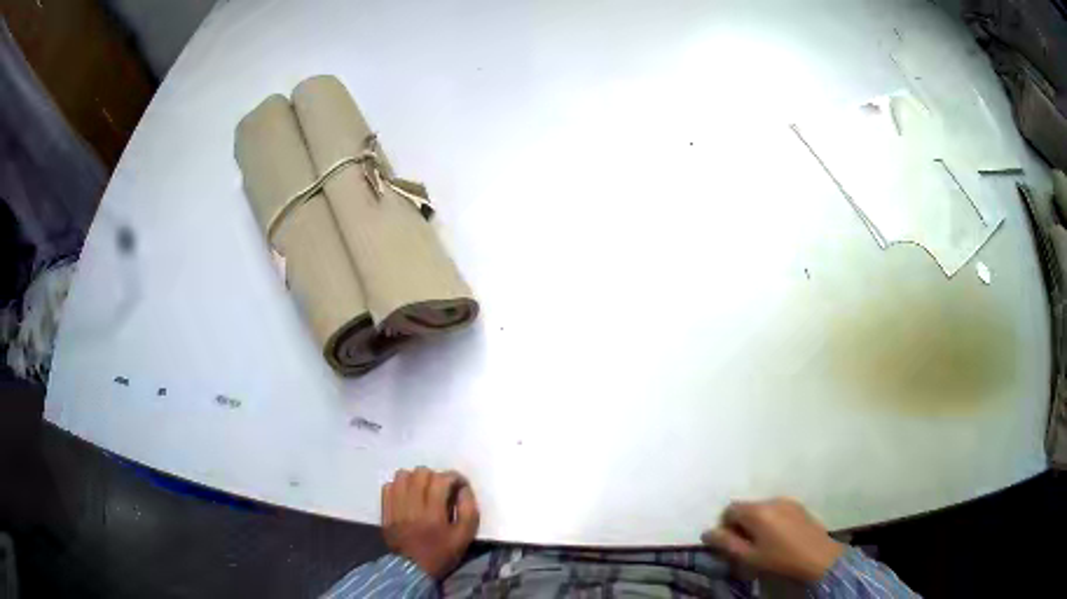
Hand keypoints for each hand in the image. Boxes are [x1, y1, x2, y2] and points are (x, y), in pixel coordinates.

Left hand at [381, 467, 479, 579]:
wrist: (414, 570)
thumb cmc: (442, 554)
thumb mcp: (464, 537)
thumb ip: (468, 511)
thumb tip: (464, 489)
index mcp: (433, 514)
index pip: (441, 480)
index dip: (454, 477)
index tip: (459, 484)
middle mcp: (412, 507)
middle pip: (421, 473)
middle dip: (435, 476)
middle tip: (441, 488)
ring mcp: (396, 508)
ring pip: (402, 476)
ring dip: (415, 478)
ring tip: (422, 489)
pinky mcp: (385, 512)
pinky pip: (388, 487)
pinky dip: (399, 486)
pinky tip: (407, 496)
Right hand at [701, 498, 844, 582]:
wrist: (819, 557)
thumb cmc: (780, 559)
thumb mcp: (748, 557)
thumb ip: (726, 543)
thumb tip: (707, 532)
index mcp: (757, 511)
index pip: (730, 509)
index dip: (725, 525)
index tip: (729, 543)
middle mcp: (771, 500)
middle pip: (747, 507)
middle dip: (741, 523)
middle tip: (745, 545)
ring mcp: (788, 501)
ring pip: (762, 508)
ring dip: (756, 522)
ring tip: (762, 543)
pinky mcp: (799, 507)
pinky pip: (777, 509)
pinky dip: (771, 520)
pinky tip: (778, 537)